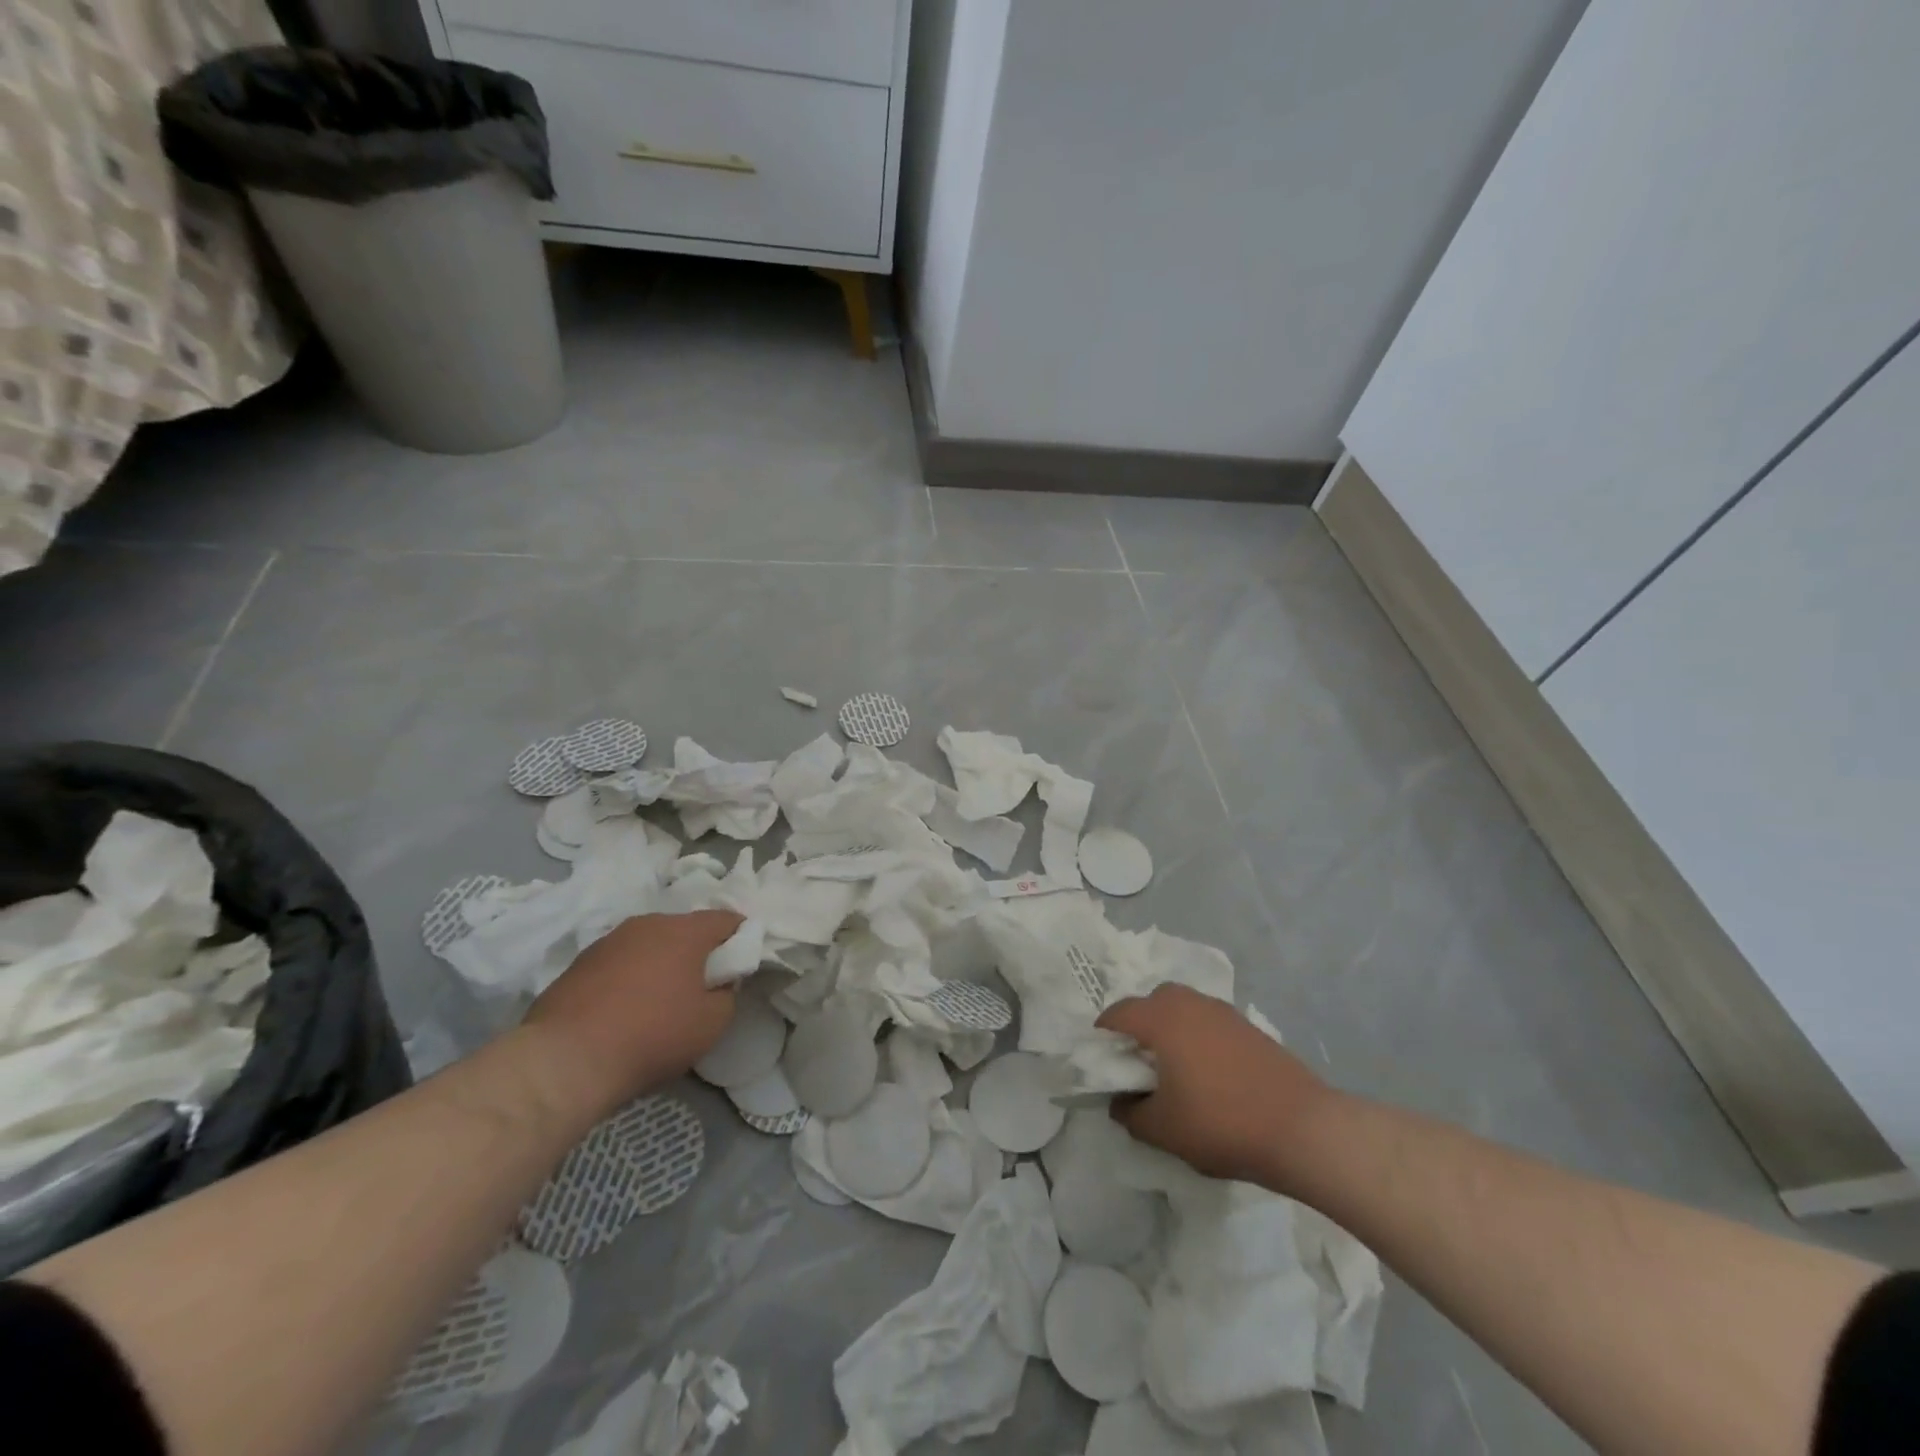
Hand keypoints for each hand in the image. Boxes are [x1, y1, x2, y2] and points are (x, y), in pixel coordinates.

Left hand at [524, 910, 741, 1117]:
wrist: (564, 1060)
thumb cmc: (652, 1035)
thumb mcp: (711, 1023)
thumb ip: (726, 995)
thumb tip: (718, 984)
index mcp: (684, 931)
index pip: (726, 920)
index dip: (741, 938)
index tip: (742, 963)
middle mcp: (647, 924)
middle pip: (685, 930)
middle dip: (698, 952)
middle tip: (703, 985)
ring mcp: (609, 941)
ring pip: (649, 944)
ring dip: (660, 964)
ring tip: (660, 1001)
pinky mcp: (578, 964)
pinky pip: (619, 963)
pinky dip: (629, 978)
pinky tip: (624, 1011)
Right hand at [1098, 984, 1331, 1188]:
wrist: (1303, 1129)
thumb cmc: (1222, 1123)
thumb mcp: (1163, 1130)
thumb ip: (1130, 1114)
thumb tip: (1119, 1103)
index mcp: (1161, 1019)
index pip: (1117, 1013)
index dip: (1102, 1035)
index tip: (1101, 1061)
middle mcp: (1189, 1003)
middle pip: (1151, 1001)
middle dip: (1138, 1025)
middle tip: (1138, 1063)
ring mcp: (1223, 1012)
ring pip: (1182, 1008)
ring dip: (1170, 1028)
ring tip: (1174, 1068)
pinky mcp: (1248, 1027)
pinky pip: (1208, 1021)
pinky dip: (1197, 1037)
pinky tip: (1208, 1073)